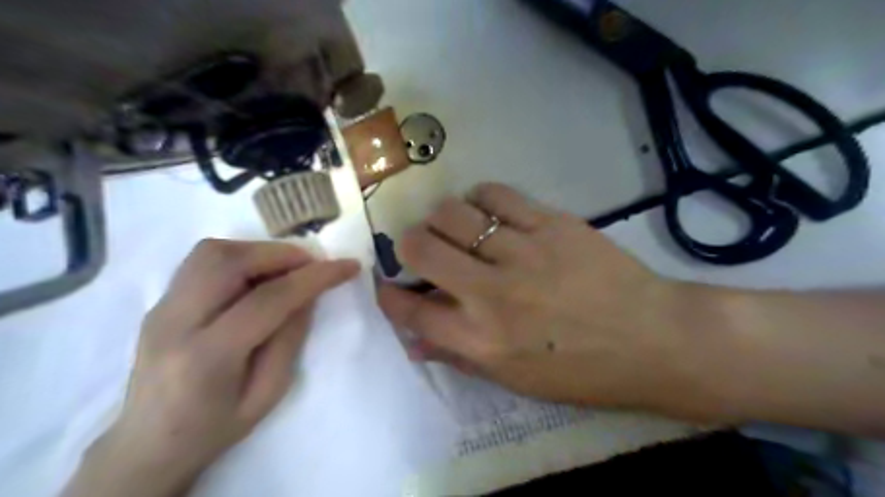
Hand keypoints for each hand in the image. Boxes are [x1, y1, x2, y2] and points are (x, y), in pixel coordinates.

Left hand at [62, 240, 358, 494]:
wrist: (147, 443)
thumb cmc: (215, 427)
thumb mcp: (269, 393)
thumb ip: (290, 338)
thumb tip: (307, 293)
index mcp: (207, 357)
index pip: (268, 299)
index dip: (314, 277)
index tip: (348, 266)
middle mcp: (175, 323)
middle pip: (229, 261)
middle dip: (282, 254)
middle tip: (312, 265)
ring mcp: (160, 307)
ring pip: (212, 252)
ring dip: (259, 250)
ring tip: (286, 268)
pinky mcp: (159, 301)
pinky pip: (203, 261)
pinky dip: (240, 256)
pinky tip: (257, 275)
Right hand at [380, 184, 717, 417]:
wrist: (654, 339)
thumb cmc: (583, 371)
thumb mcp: (516, 379)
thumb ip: (460, 356)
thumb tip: (415, 340)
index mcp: (482, 340)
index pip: (411, 311)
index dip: (389, 295)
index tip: (387, 285)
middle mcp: (492, 294)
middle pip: (420, 248)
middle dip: (409, 245)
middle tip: (421, 248)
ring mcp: (522, 253)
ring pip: (453, 213)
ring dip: (442, 218)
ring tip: (455, 227)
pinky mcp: (551, 223)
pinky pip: (497, 195)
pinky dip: (480, 198)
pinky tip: (487, 210)